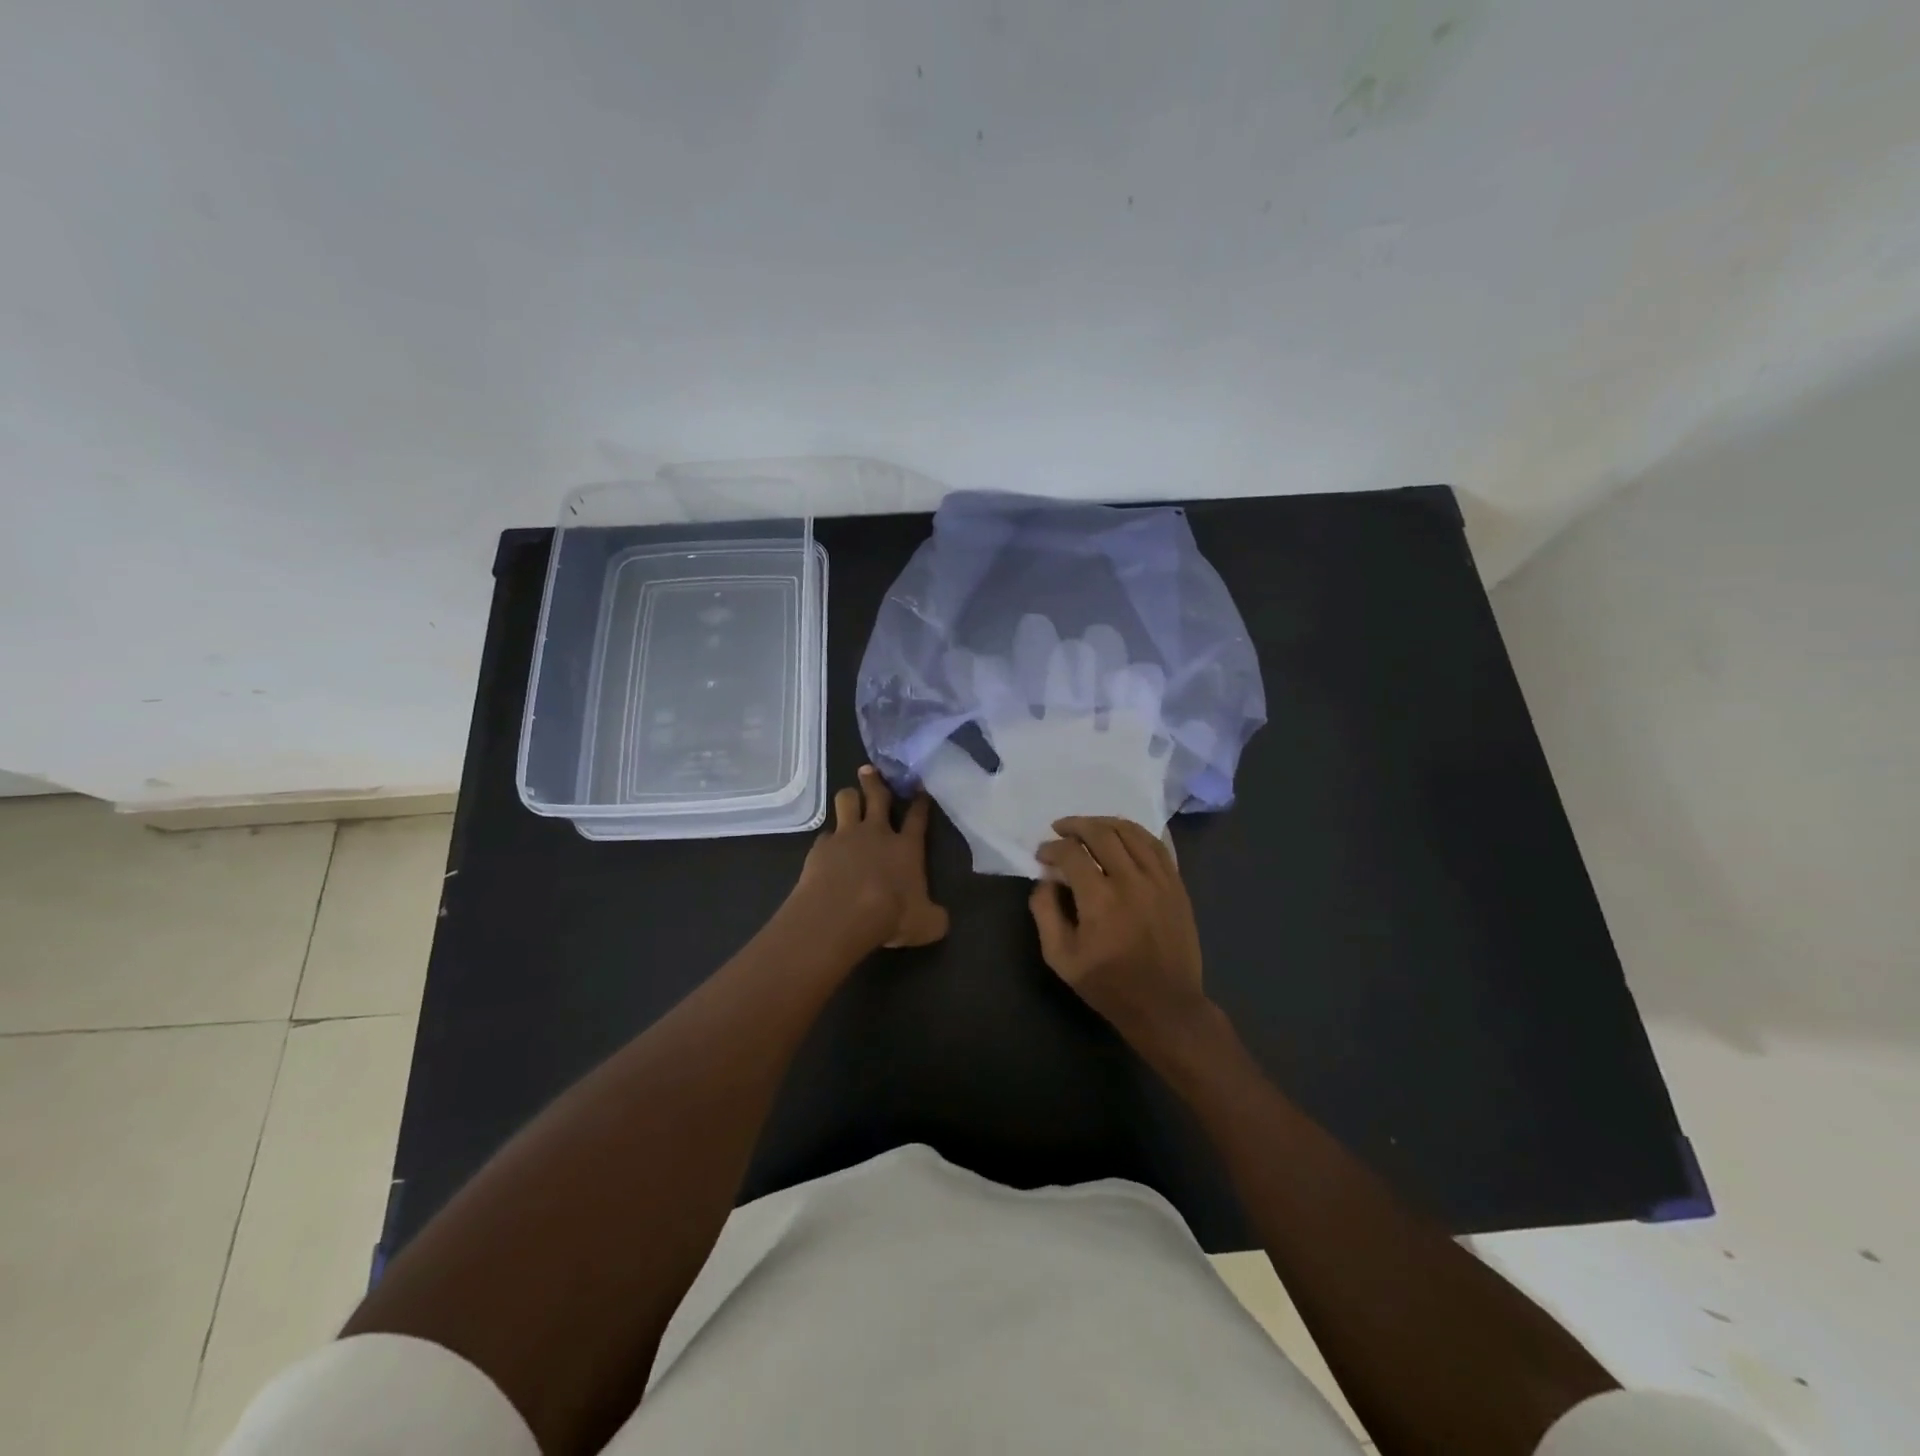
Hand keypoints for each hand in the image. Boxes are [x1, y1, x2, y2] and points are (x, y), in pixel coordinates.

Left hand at [792, 766, 949, 953]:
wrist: (841, 913)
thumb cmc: (890, 915)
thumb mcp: (926, 925)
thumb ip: (935, 917)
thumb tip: (940, 919)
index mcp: (907, 847)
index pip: (917, 817)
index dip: (920, 802)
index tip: (920, 789)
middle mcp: (877, 833)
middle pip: (877, 797)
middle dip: (875, 781)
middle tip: (870, 769)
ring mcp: (846, 836)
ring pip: (846, 801)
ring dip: (849, 796)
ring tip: (849, 796)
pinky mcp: (821, 847)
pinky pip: (825, 834)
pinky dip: (828, 837)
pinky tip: (827, 846)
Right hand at [1030, 816, 1208, 1051]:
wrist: (1165, 1006)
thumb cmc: (1109, 985)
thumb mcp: (1061, 958)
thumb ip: (1045, 913)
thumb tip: (1045, 881)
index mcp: (1100, 899)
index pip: (1071, 853)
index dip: (1051, 848)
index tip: (1042, 855)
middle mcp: (1131, 880)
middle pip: (1101, 833)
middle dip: (1075, 825)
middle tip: (1060, 829)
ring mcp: (1159, 880)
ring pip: (1132, 832)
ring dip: (1105, 823)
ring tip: (1089, 827)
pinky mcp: (1177, 885)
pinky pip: (1158, 845)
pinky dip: (1137, 833)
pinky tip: (1124, 835)